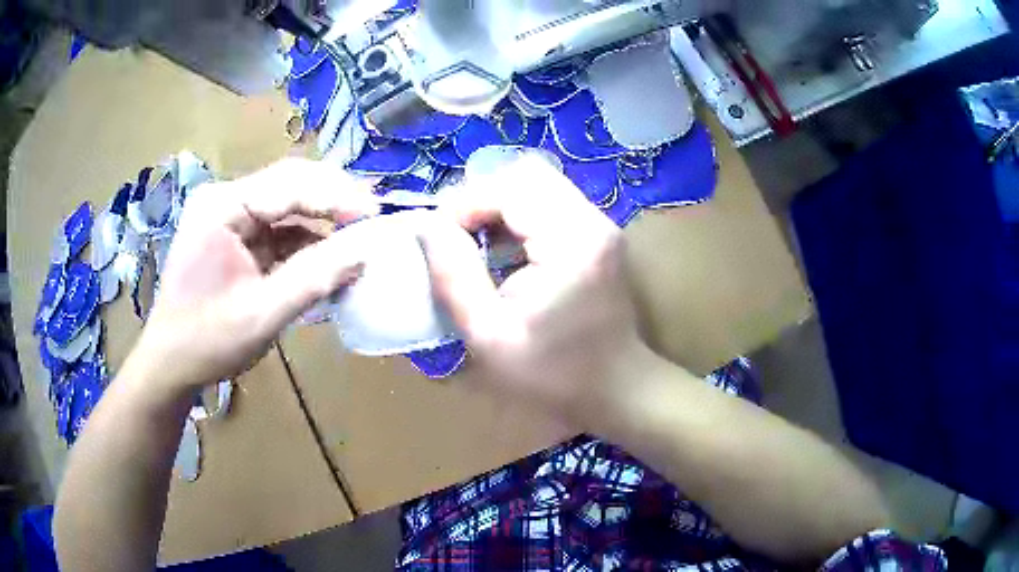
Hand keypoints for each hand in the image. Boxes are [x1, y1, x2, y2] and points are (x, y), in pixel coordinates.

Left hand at [125, 159, 377, 398]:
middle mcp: (224, 199)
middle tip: (373, 217)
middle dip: (333, 198)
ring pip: (287, 202)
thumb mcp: (262, 314)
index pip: (289, 184)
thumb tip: (364, 253)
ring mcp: (228, 215)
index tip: (376, 215)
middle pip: (289, 182)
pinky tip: (329, 253)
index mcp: (222, 207)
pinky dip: (305, 239)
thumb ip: (313, 279)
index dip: (337, 196)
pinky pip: (278, 226)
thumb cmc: (207, 341)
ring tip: (359, 234)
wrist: (170, 363)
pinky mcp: (234, 235)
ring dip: (322, 218)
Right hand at [421, 155, 657, 428]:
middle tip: (456, 239)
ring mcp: (599, 224)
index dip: (464, 205)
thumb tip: (426, 224)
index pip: (508, 188)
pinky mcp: (597, 234)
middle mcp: (592, 220)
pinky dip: (517, 216)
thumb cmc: (553, 373)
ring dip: (497, 206)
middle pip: (525, 174)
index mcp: (570, 242)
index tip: (438, 240)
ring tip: (476, 245)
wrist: (616, 387)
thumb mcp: (489, 335)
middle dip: (480, 199)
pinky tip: (504, 251)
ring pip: (536, 184)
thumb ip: (453, 275)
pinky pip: (548, 202)